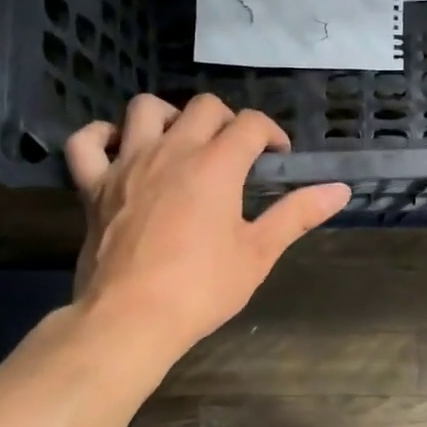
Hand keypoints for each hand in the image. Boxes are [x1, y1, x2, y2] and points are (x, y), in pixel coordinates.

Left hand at [63, 94, 350, 352]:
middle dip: (228, 120)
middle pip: (204, 107)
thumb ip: (298, 214)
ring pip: (145, 109)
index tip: (278, 157)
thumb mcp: (259, 253)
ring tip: (182, 141)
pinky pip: (86, 143)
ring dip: (170, 116)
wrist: (131, 319)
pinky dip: (101, 137)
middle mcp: (172, 151)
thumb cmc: (201, 288)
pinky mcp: (93, 186)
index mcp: (216, 165)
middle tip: (236, 152)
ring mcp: (127, 165)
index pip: (252, 124)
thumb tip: (340, 189)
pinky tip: (118, 149)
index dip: (272, 134)